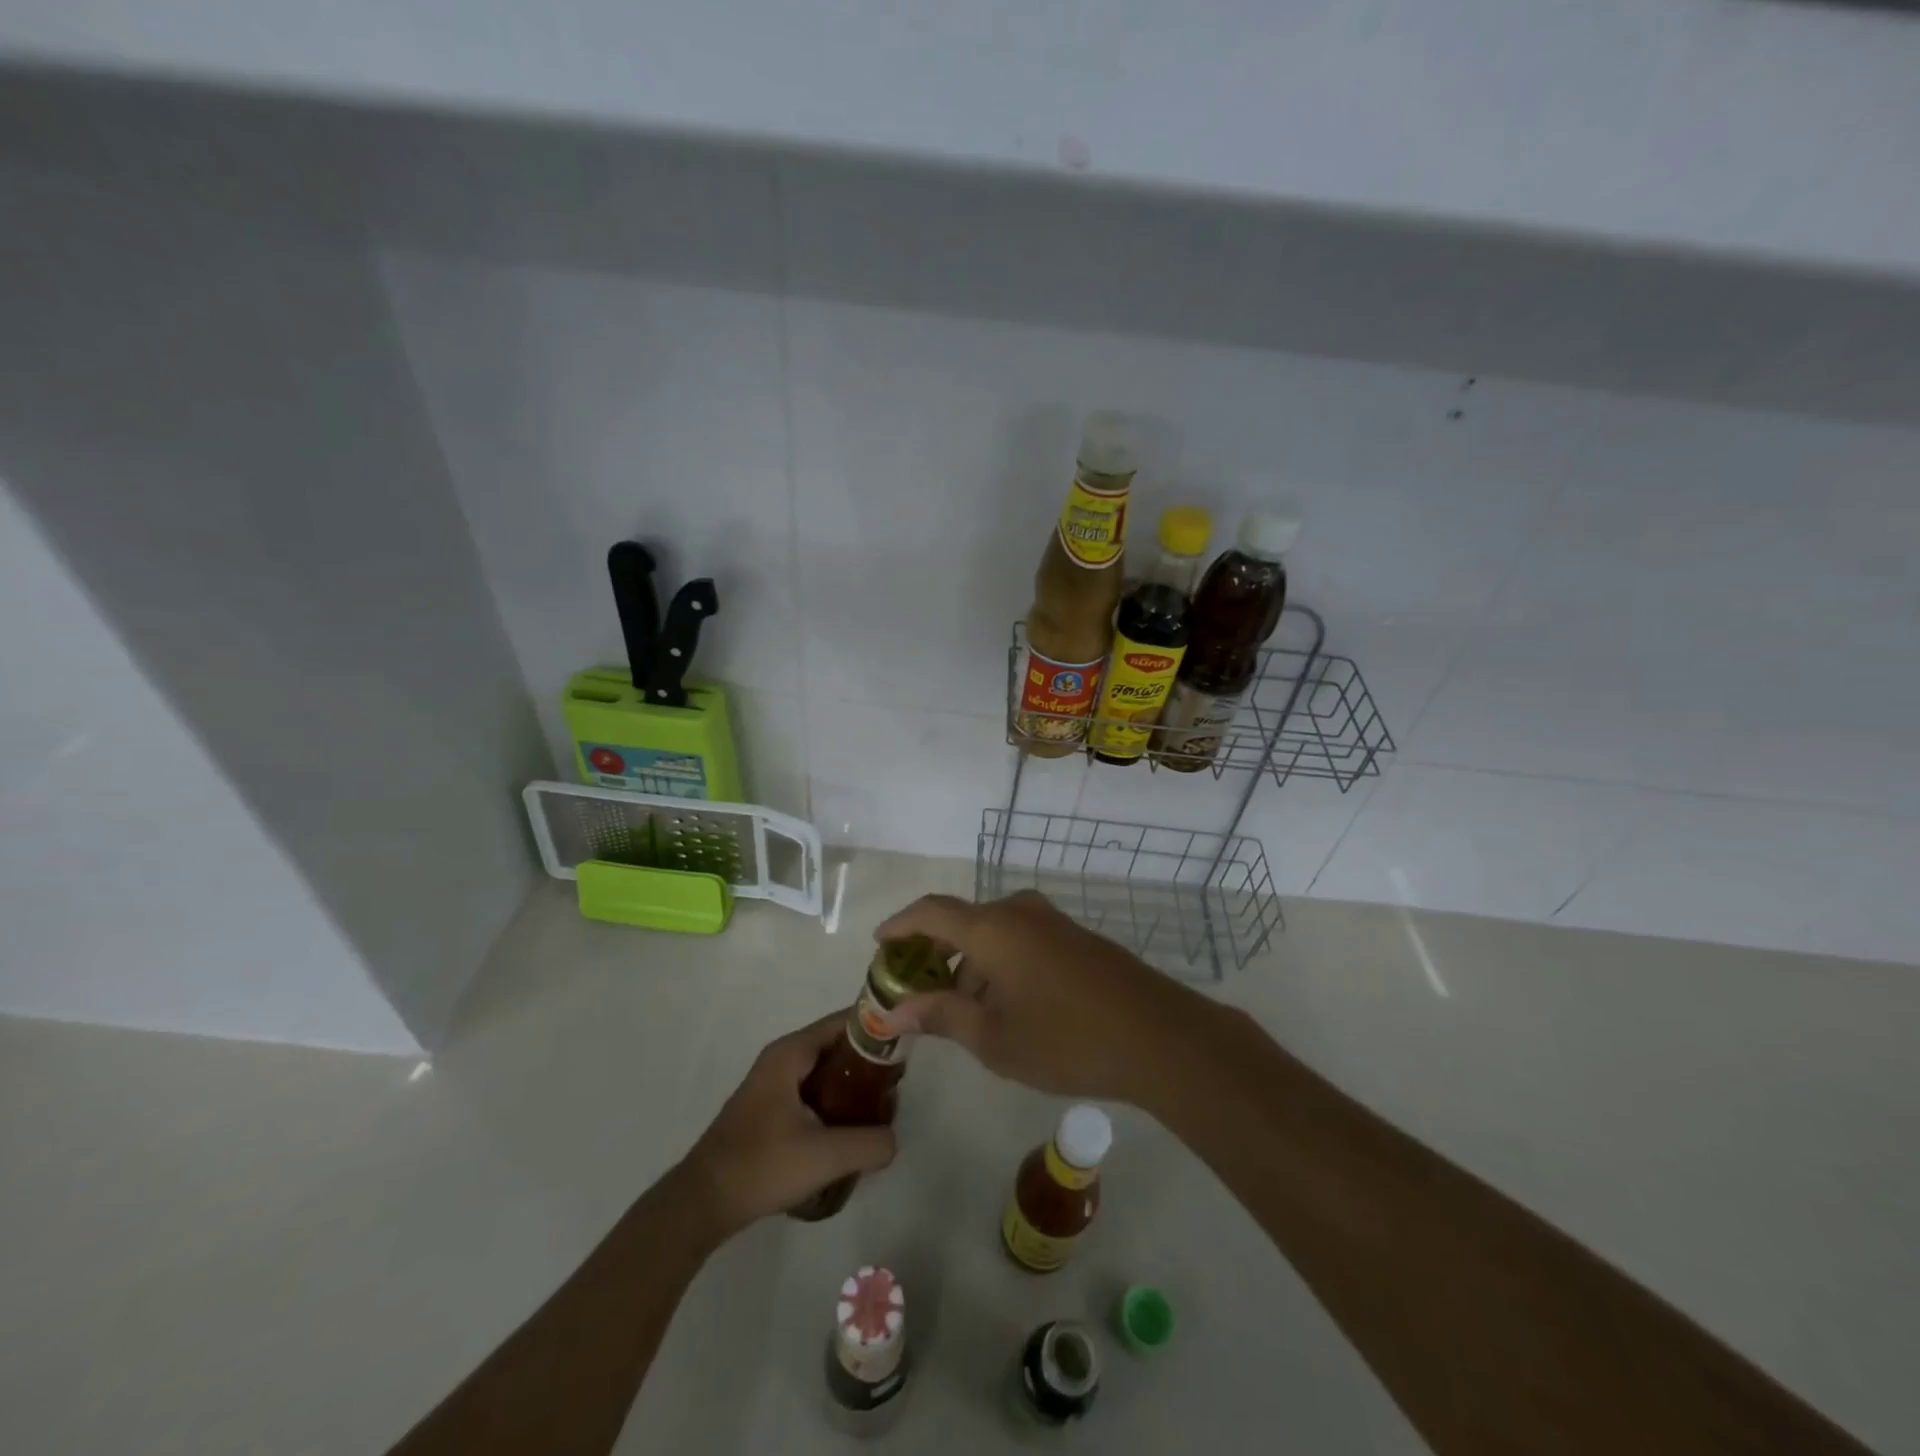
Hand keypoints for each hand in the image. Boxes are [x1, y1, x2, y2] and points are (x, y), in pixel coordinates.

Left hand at [676, 1012, 896, 1238]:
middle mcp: (782, 1059)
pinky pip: (813, 1092)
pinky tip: (850, 1131)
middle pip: (836, 1046)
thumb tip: (892, 1140)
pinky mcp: (769, 1110)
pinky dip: (834, 1102)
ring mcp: (773, 1084)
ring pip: (825, 1071)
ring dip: (852, 1086)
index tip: (906, 1045)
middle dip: (869, 1062)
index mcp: (791, 1053)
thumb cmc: (761, 1166)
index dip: (877, 1028)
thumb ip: (869, 1143)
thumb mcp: (825, 1156)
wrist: (702, 1204)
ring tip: (880, 1110)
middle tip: (897, 1085)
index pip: (844, 1022)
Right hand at [874, 890, 1211, 1104]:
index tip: (879, 944)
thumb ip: (941, 1016)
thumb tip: (894, 1012)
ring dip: (970, 964)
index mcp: (992, 928)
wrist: (1158, 1037)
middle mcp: (1019, 912)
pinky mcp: (1075, 937)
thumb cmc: (1066, 1039)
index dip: (900, 924)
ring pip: (993, 933)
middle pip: (962, 922)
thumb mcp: (993, 1038)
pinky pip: (1020, 939)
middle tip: (917, 989)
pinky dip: (999, 963)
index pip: (931, 912)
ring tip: (962, 1010)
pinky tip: (1005, 1005)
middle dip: (935, 953)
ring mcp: (1052, 922)